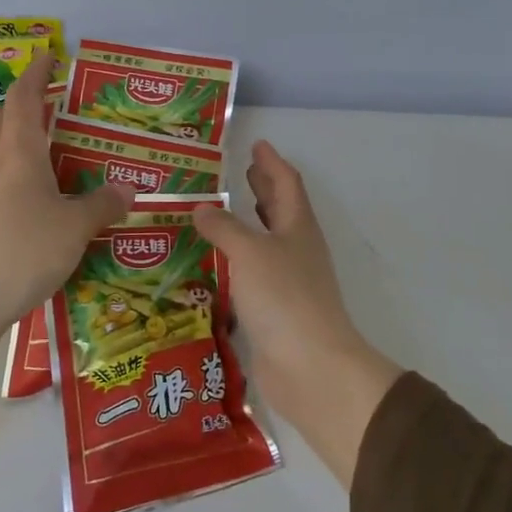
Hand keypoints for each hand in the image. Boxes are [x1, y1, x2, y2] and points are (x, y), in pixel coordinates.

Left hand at [0, 51, 133, 378]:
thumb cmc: (24, 251)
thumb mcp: (75, 228)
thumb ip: (102, 204)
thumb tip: (129, 189)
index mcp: (20, 153)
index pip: (25, 99)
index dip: (36, 74)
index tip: (49, 55)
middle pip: (2, 118)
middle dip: (23, 102)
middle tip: (52, 100)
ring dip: (18, 136)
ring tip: (50, 145)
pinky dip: (16, 169)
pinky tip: (36, 191)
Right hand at [194, 142, 400, 486]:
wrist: (310, 366)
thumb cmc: (284, 297)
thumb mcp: (249, 252)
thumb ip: (223, 227)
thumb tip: (201, 208)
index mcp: (297, 227)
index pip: (286, 183)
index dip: (271, 162)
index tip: (257, 144)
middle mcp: (296, 249)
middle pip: (280, 209)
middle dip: (263, 188)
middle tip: (242, 171)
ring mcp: (288, 281)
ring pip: (266, 241)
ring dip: (248, 223)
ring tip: (223, 211)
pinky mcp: (274, 310)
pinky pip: (253, 274)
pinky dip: (236, 261)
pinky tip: (215, 263)